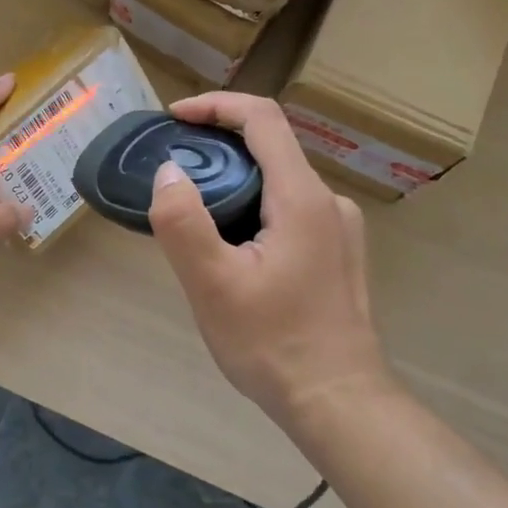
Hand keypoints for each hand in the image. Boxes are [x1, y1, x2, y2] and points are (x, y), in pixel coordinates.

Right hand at [149, 93, 389, 430]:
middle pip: (269, 149)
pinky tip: (230, 251)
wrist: (338, 402)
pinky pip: (289, 211)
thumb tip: (169, 172)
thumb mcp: (213, 285)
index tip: (174, 118)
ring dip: (233, 184)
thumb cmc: (272, 344)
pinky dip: (252, 209)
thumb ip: (184, 222)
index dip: (216, 106)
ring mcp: (339, 229)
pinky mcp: (337, 253)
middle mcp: (328, 202)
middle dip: (216, 149)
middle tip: (172, 176)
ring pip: (278, 183)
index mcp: (302, 198)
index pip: (262, 119)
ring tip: (193, 219)